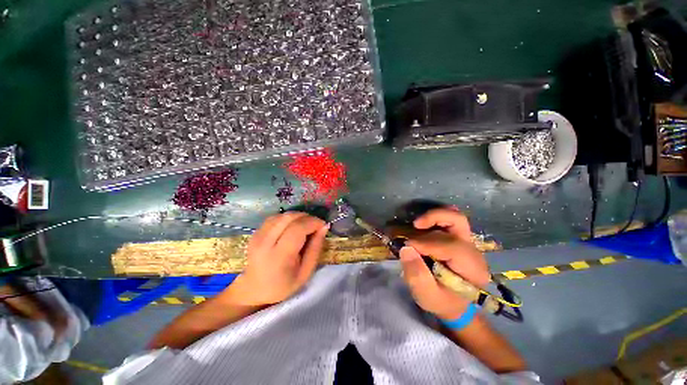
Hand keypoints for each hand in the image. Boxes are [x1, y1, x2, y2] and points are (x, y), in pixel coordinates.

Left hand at [235, 212, 328, 306]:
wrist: (255, 289)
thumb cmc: (284, 285)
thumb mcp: (306, 271)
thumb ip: (316, 248)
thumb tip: (324, 226)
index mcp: (279, 256)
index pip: (298, 229)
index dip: (313, 222)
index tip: (323, 225)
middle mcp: (265, 242)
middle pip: (289, 218)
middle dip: (306, 217)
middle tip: (315, 225)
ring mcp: (258, 236)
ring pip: (282, 215)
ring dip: (297, 216)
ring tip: (305, 225)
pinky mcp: (255, 233)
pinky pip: (275, 218)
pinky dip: (287, 218)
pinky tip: (292, 226)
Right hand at [399, 207, 490, 319]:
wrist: (454, 304)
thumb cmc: (442, 301)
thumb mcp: (427, 296)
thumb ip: (417, 275)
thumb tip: (406, 249)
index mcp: (472, 269)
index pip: (452, 247)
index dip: (427, 244)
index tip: (408, 247)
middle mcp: (474, 252)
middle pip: (458, 223)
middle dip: (433, 221)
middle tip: (414, 226)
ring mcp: (468, 243)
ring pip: (455, 217)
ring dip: (434, 216)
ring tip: (417, 224)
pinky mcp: (460, 239)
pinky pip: (451, 220)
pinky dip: (437, 217)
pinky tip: (425, 224)